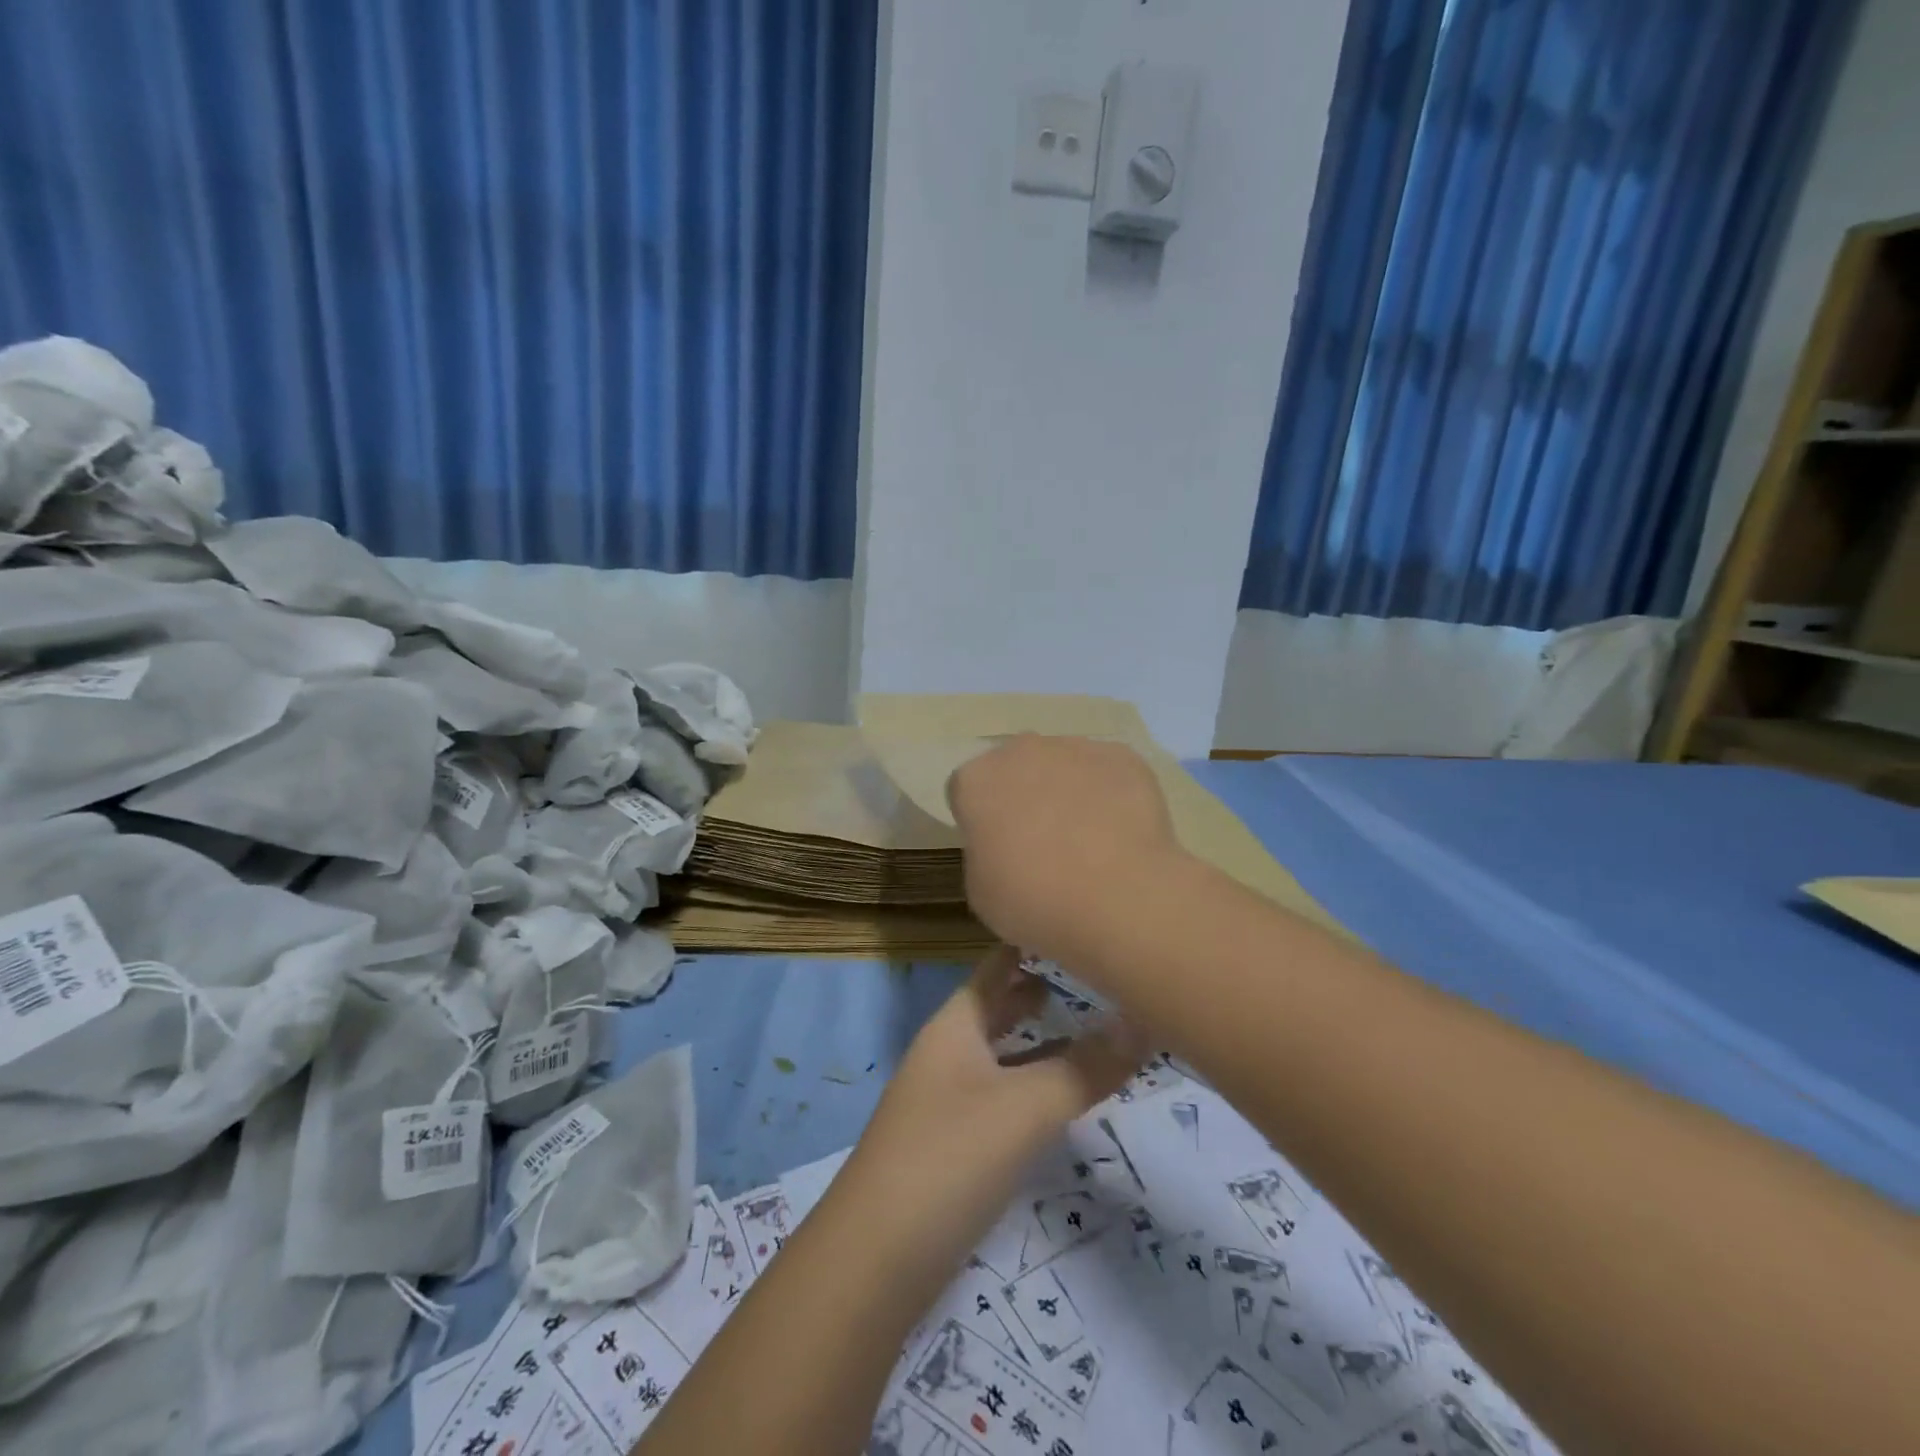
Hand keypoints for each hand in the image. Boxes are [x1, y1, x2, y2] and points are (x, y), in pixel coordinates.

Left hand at [845, 947, 1146, 1267]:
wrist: (875, 1261)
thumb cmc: (949, 1158)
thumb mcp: (1024, 1108)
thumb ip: (1086, 1067)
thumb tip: (1146, 1019)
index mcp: (955, 1026)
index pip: (995, 967)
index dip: (1029, 944)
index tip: (1075, 922)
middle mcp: (948, 1053)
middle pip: (996, 1009)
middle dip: (1039, 992)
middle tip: (1093, 976)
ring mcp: (947, 1100)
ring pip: (1001, 1054)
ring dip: (1039, 1041)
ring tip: (1089, 1030)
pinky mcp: (952, 1146)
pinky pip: (1001, 1096)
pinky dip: (1032, 1085)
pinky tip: (1060, 1098)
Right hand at [947, 735, 1179, 962]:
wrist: (1118, 898)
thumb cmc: (1034, 900)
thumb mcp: (982, 891)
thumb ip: (985, 853)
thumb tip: (1006, 845)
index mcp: (976, 780)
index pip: (967, 791)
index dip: (981, 820)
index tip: (997, 849)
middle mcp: (1022, 751)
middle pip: (1017, 767)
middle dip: (1025, 794)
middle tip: (1043, 843)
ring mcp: (1076, 748)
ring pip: (1065, 765)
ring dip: (1070, 792)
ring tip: (1091, 841)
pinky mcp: (1123, 757)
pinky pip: (1109, 773)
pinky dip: (1112, 795)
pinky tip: (1123, 834)